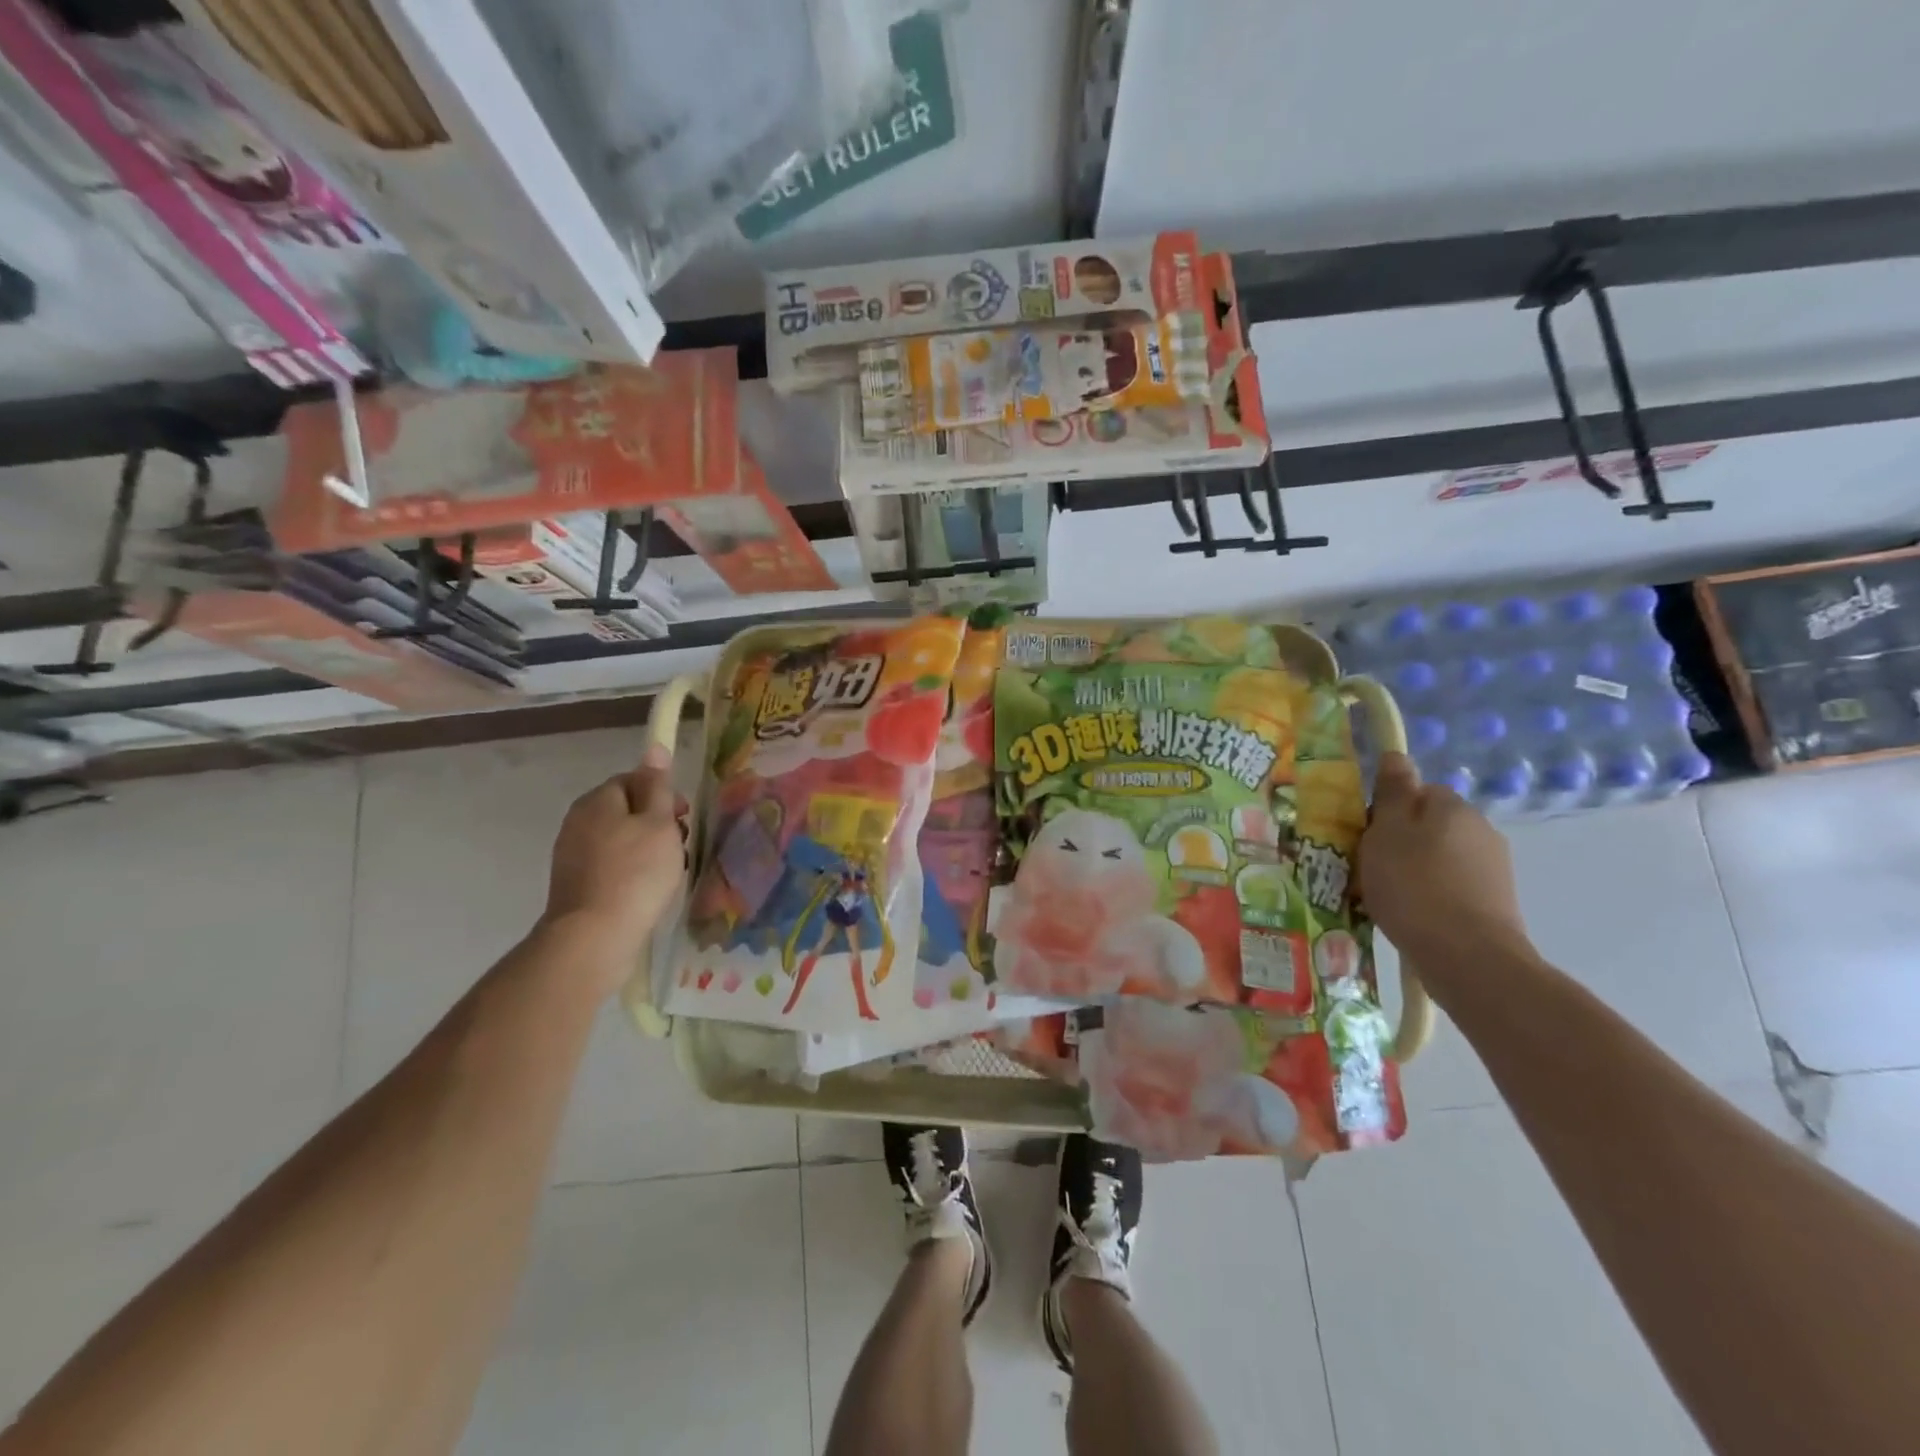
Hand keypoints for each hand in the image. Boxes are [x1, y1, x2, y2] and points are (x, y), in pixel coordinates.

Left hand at [541, 742, 685, 983]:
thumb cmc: (636, 873)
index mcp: (597, 800)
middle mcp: (578, 821)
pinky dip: (630, 872)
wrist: (594, 936)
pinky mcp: (573, 884)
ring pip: (619, 840)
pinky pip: (609, 866)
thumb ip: (658, 786)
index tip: (683, 817)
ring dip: (645, 850)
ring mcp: (571, 855)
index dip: (662, 795)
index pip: (633, 780)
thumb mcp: (659, 823)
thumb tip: (654, 747)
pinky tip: (645, 891)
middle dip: (656, 824)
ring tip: (667, 873)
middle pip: (626, 810)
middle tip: (679, 847)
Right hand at [1359, 752, 1532, 967]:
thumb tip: (1396, 755)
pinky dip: (1432, 895)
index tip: (1367, 837)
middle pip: (1429, 825)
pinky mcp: (1496, 902)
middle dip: (1401, 842)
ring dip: (1416, 870)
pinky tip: (1413, 916)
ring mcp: (1494, 868)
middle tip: (1371, 869)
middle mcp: (1481, 829)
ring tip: (1388, 898)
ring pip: (1440, 857)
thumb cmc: (1414, 886)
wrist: (1467, 957)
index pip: (1417, 792)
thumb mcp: (1387, 832)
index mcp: (1452, 806)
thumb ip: (1392, 792)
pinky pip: (1452, 886)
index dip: (1387, 811)